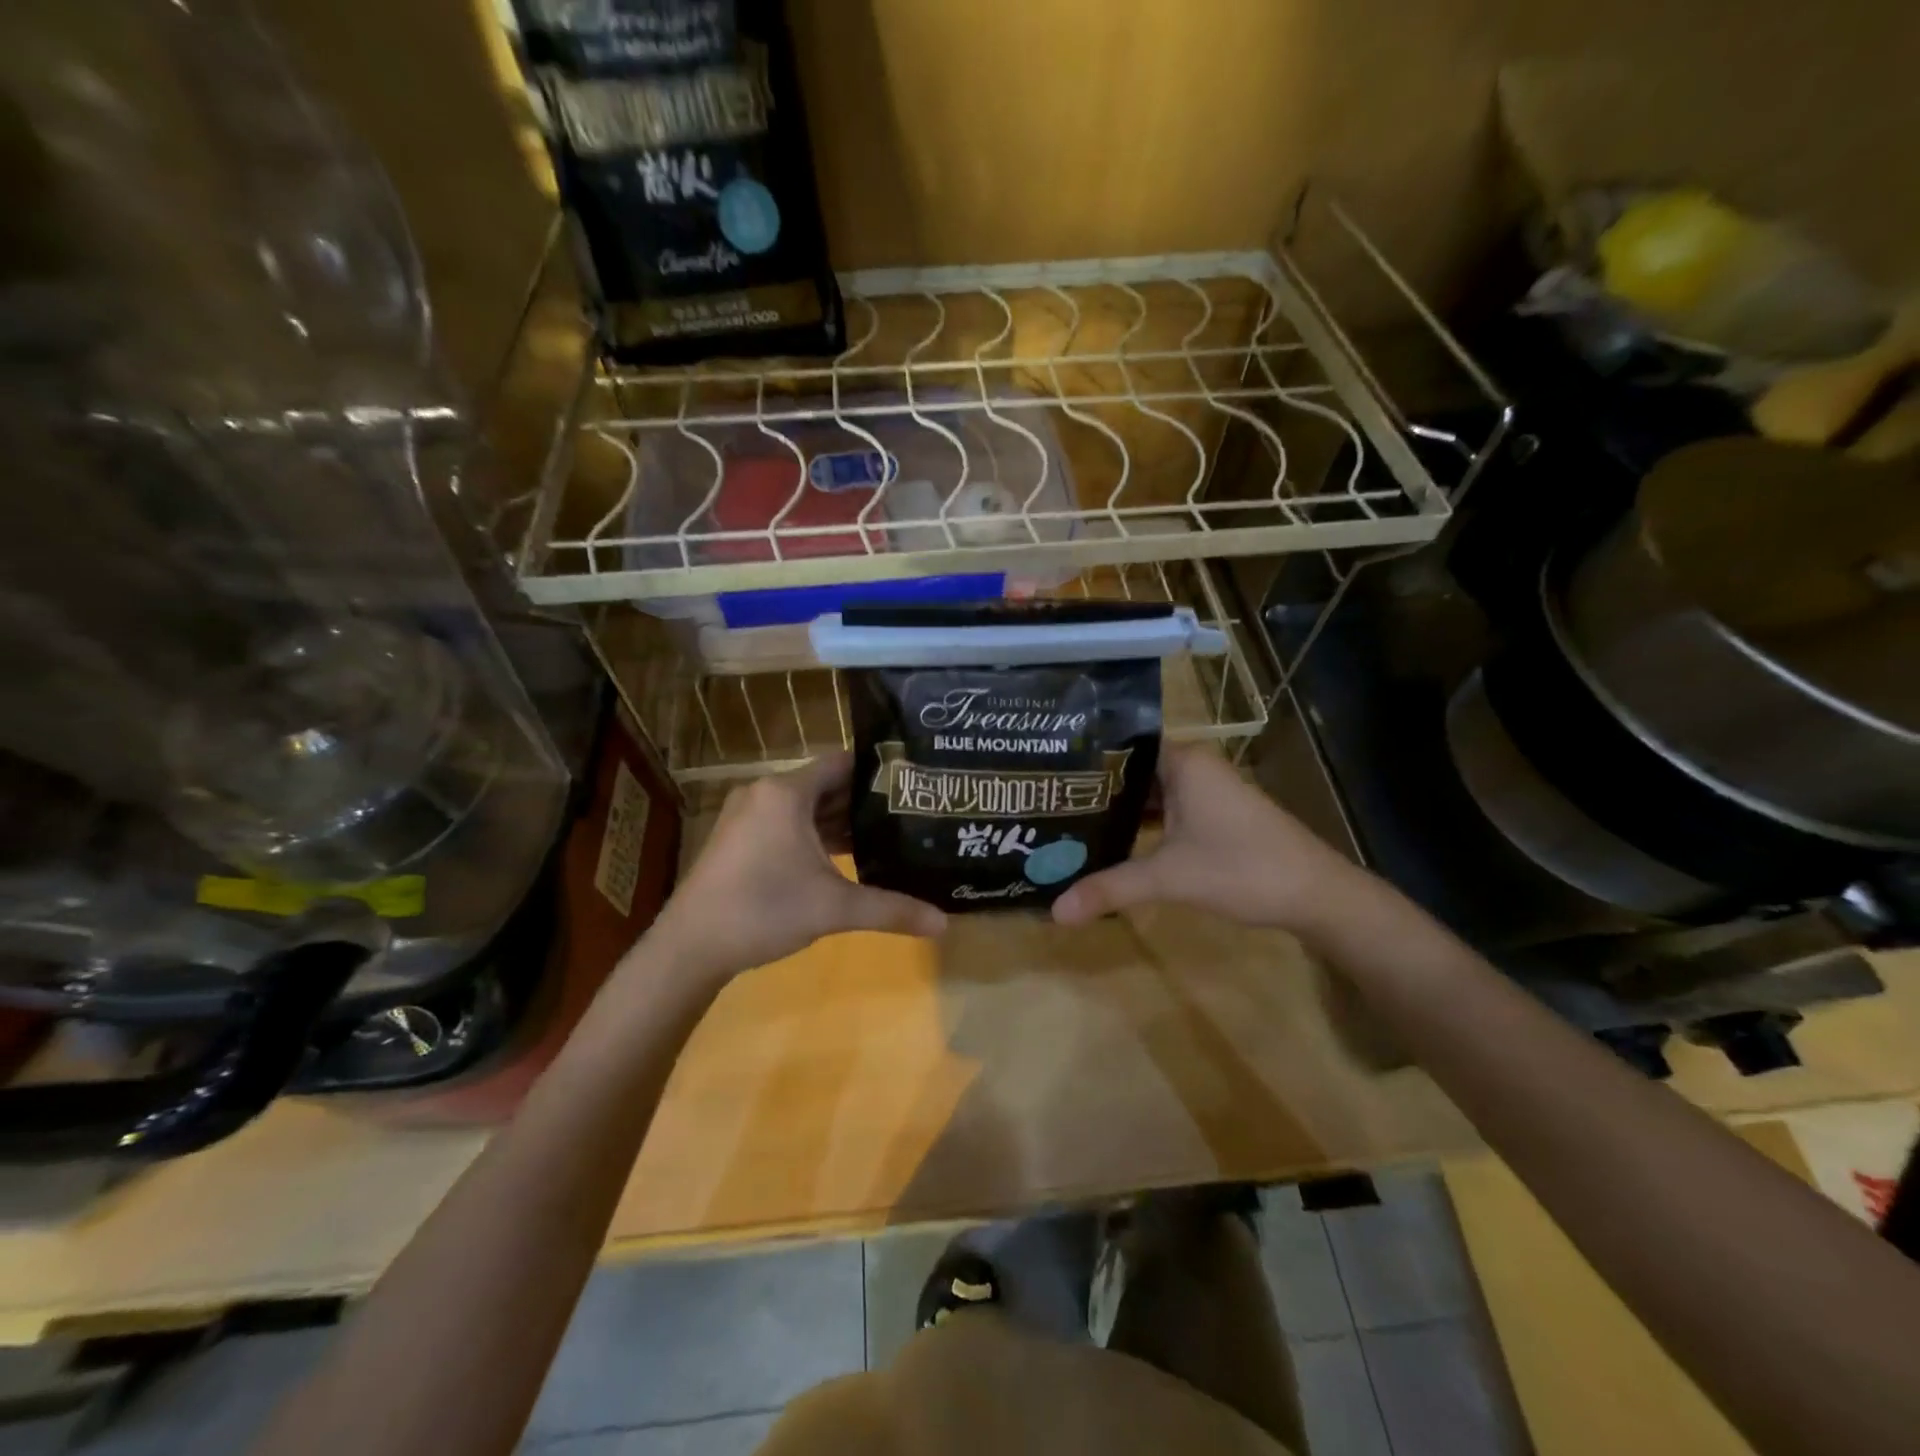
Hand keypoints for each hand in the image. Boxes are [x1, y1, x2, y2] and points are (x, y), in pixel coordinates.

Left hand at [642, 753, 945, 982]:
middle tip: (909, 810)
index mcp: (786, 793)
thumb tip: (945, 923)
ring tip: (887, 833)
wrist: (690, 946)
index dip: (878, 770)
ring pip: (806, 807)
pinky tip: (845, 856)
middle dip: (865, 799)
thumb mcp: (834, 908)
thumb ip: (891, 909)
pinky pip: (788, 824)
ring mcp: (749, 816)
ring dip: (840, 820)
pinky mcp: (740, 839)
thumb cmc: (763, 910)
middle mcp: (765, 793)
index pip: (842, 762)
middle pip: (825, 784)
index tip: (913, 780)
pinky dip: (816, 834)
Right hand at [1051, 743, 1363, 933]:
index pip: (1120, 743)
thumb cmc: (1242, 869)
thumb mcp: (1169, 878)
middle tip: (1044, 801)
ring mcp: (1206, 790)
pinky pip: (1165, 808)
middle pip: (1131, 769)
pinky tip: (1111, 840)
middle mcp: (1193, 766)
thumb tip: (1054, 911)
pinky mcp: (1214, 814)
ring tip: (1066, 820)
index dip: (1083, 757)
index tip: (1043, 771)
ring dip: (1116, 808)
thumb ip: (1110, 889)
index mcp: (1182, 761)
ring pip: (1148, 791)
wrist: (1316, 894)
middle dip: (1092, 787)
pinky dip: (1140, 822)